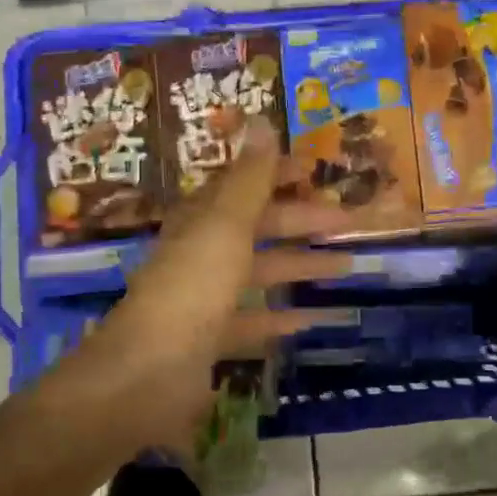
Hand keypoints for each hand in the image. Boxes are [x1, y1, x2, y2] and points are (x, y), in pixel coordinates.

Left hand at [25, 118, 352, 459]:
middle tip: (349, 222)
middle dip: (303, 222)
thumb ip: (250, 179)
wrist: (147, 374)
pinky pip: (252, 321)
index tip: (317, 171)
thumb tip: (262, 121)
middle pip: (258, 229)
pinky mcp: (209, 340)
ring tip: (346, 265)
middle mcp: (201, 254)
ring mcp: (204, 299)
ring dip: (300, 266)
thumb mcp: (226, 226)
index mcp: (202, 222)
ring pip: (259, 273)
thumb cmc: (192, 289)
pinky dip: (280, 317)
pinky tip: (312, 318)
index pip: (244, 187)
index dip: (278, 175)